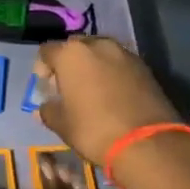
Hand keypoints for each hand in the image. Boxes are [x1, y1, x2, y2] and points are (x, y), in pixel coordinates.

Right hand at [33, 36, 184, 169]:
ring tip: (93, 90)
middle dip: (69, 63)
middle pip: (75, 47)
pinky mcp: (145, 67)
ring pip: (100, 53)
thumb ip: (49, 111)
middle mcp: (97, 45)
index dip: (42, 68)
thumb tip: (45, 107)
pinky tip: (114, 94)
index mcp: (71, 55)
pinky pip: (120, 63)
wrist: (147, 142)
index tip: (46, 87)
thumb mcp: (62, 125)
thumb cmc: (94, 130)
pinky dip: (113, 73)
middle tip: (69, 86)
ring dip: (93, 66)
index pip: (47, 51)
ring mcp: (124, 54)